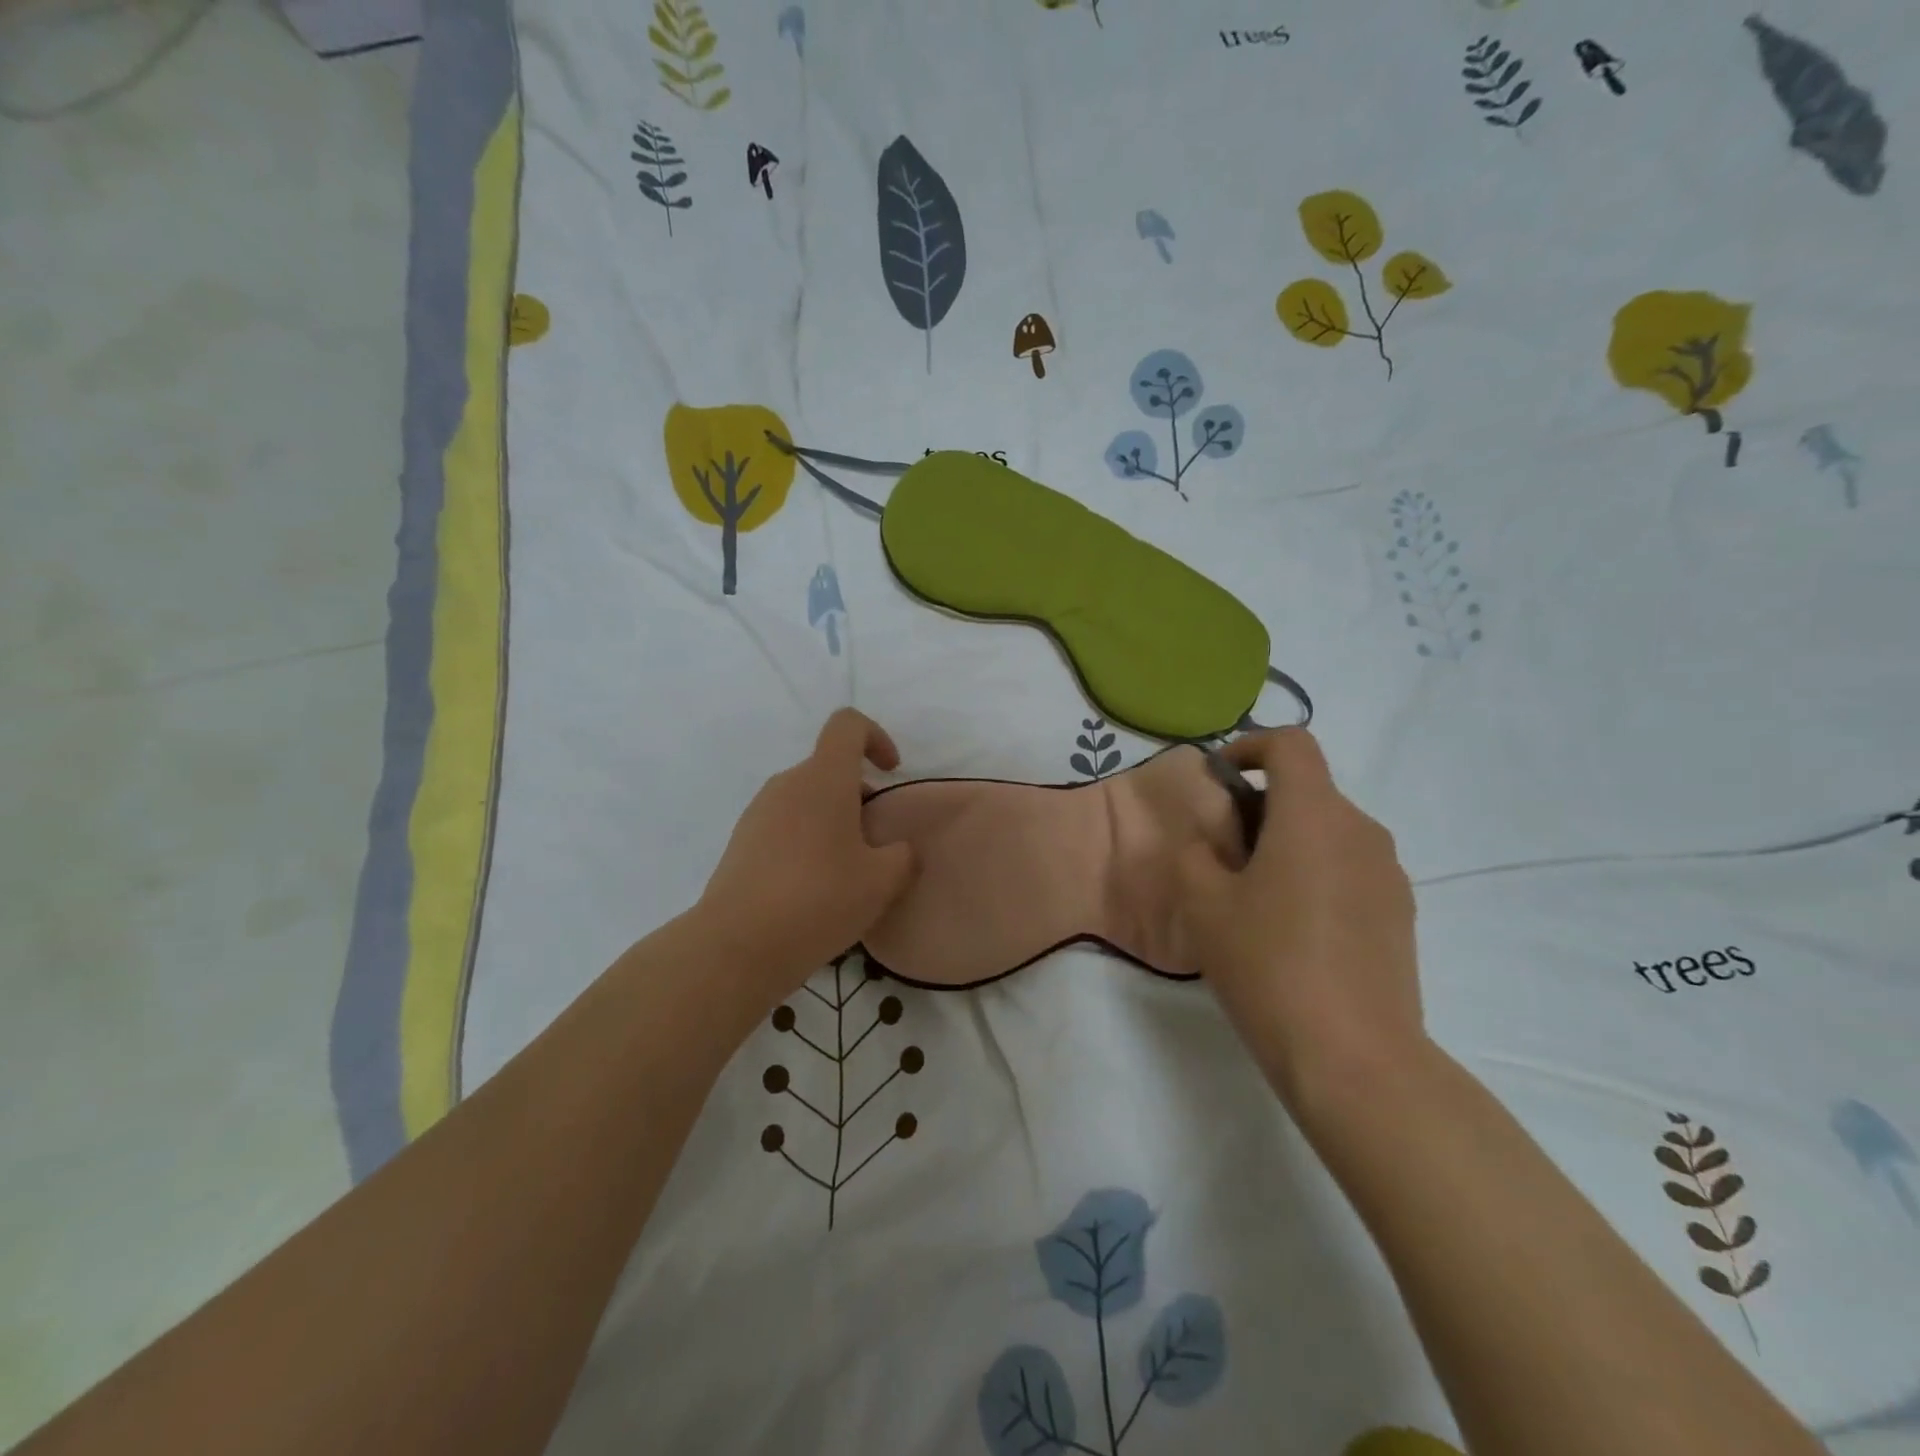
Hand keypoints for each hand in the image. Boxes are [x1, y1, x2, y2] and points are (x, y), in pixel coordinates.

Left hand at [694, 709, 916, 998]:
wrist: (737, 946)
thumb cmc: (819, 900)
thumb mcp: (882, 881)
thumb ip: (902, 856)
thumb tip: (898, 850)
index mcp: (823, 779)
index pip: (847, 725)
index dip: (876, 737)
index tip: (890, 773)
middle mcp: (787, 784)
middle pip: (829, 768)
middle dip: (859, 795)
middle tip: (876, 842)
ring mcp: (758, 813)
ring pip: (807, 799)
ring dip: (833, 821)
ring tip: (847, 871)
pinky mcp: (741, 843)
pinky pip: (785, 826)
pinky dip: (807, 841)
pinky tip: (814, 889)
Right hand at [1174, 728, 1422, 1110]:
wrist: (1354, 1059)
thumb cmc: (1269, 965)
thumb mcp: (1204, 905)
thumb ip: (1195, 854)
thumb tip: (1209, 842)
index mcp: (1314, 816)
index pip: (1291, 744)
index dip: (1250, 745)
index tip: (1220, 779)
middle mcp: (1361, 831)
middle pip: (1309, 789)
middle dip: (1260, 805)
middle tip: (1223, 852)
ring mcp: (1389, 874)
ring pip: (1330, 831)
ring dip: (1289, 841)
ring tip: (1255, 896)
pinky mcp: (1400, 914)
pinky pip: (1350, 868)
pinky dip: (1317, 873)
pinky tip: (1294, 929)